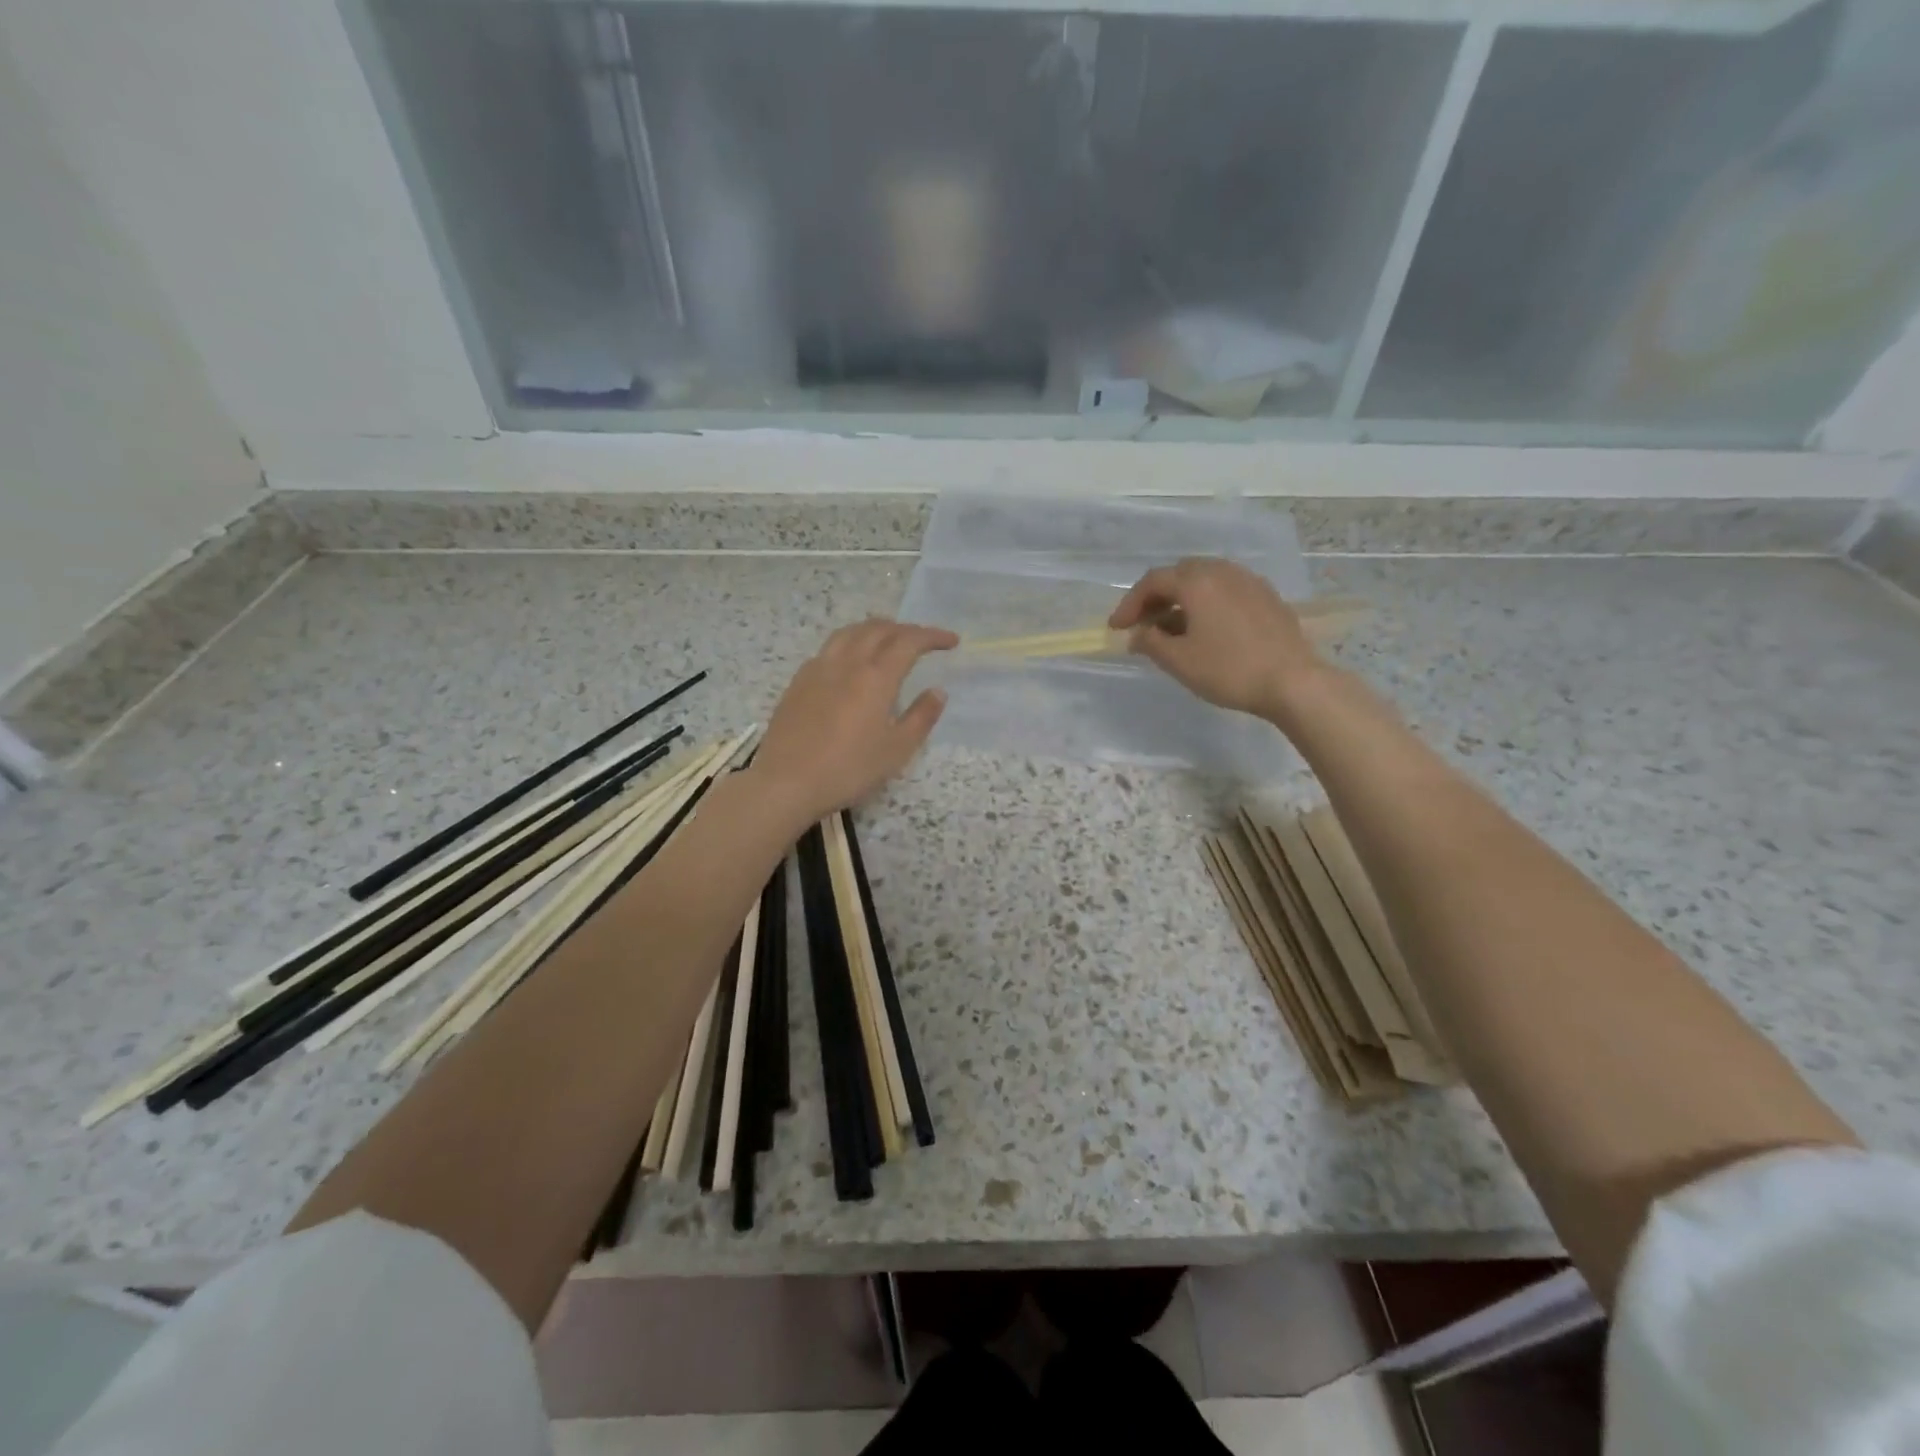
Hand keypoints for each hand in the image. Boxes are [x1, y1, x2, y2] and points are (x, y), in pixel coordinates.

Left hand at [749, 619, 957, 826]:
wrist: (786, 783)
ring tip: (888, 639)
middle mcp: (847, 663)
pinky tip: (850, 661)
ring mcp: (818, 669)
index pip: (909, 642)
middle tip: (923, 640)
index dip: (932, 636)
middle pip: (878, 629)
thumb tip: (937, 691)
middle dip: (905, 629)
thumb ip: (921, 717)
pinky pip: (829, 648)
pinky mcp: (798, 682)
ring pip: (849, 633)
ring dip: (874, 629)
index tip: (951, 641)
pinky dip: (850, 643)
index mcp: (875, 677)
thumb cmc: (848, 770)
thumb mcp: (896, 750)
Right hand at [1109, 558, 1325, 720]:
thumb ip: (1151, 643)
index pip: (1153, 582)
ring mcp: (1248, 581)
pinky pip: (1226, 590)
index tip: (1116, 628)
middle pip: (1179, 574)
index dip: (1129, 604)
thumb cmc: (1229, 670)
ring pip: (1204, 580)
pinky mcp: (1267, 597)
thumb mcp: (1179, 661)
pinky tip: (1206, 629)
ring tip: (1171, 628)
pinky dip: (1206, 603)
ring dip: (1181, 599)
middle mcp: (1222, 572)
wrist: (1293, 681)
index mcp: (1197, 582)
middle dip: (1155, 597)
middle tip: (1142, 624)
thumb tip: (1138, 634)